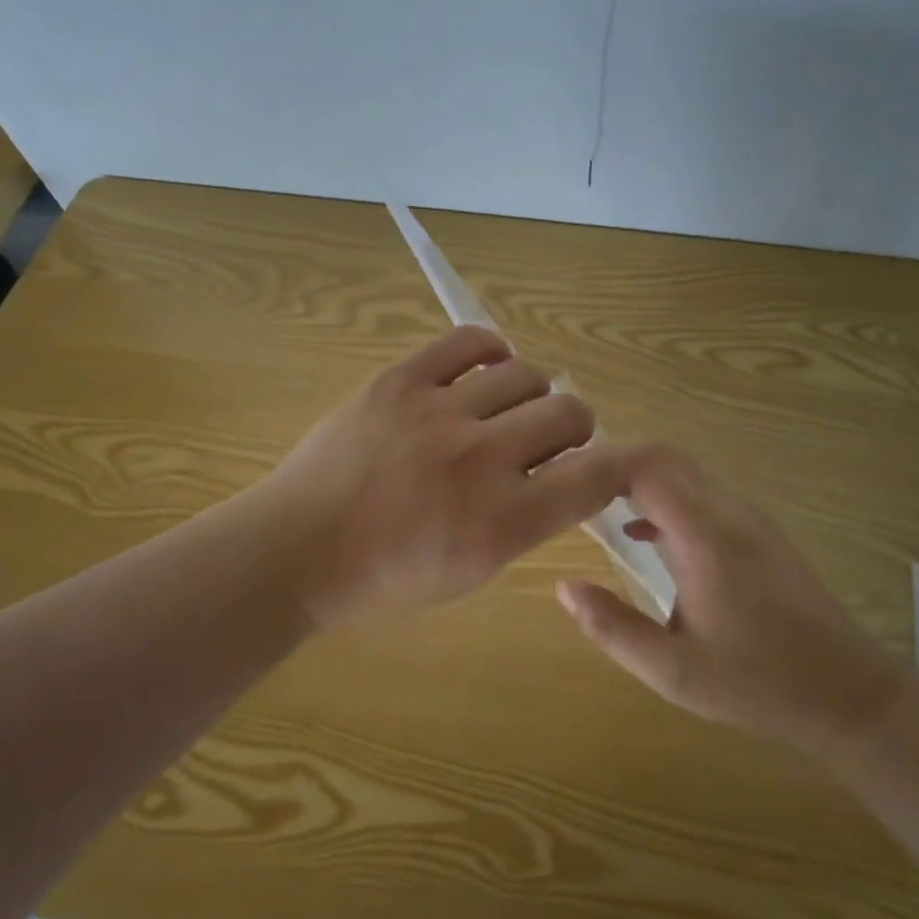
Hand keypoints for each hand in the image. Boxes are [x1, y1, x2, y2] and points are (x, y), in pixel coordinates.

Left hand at [263, 326, 633, 629]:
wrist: (298, 548)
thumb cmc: (386, 577)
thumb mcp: (472, 571)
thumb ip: (527, 523)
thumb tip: (566, 476)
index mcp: (502, 523)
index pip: (596, 477)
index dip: (620, 466)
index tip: (612, 465)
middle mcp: (480, 459)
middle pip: (570, 413)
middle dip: (573, 429)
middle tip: (547, 441)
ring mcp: (439, 412)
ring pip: (527, 373)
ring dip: (532, 393)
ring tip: (508, 409)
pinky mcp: (401, 380)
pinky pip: (470, 341)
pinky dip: (491, 352)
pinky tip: (485, 371)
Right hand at [557, 445, 907, 751]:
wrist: (847, 692)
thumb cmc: (758, 683)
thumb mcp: (673, 670)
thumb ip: (612, 627)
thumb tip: (564, 586)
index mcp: (705, 535)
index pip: (646, 466)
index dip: (600, 464)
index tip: (564, 483)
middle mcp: (728, 511)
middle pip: (664, 457)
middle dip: (614, 464)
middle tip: (571, 491)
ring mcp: (748, 518)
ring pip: (684, 472)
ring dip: (638, 479)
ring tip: (595, 506)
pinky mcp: (758, 533)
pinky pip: (702, 494)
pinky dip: (664, 498)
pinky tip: (644, 535)